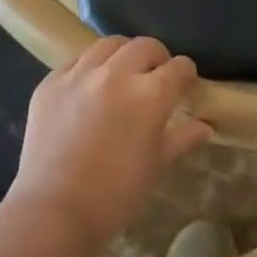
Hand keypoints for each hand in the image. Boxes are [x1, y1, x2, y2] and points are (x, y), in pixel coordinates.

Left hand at [7, 36, 206, 250]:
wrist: (54, 211)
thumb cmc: (116, 195)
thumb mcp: (157, 166)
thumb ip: (182, 138)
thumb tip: (205, 126)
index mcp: (150, 94)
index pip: (178, 67)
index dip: (185, 73)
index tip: (185, 83)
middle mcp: (116, 74)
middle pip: (144, 46)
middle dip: (157, 57)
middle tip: (155, 75)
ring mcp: (80, 75)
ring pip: (108, 45)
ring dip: (122, 54)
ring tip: (121, 73)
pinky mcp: (51, 83)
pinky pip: (75, 62)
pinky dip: (88, 69)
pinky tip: (88, 89)